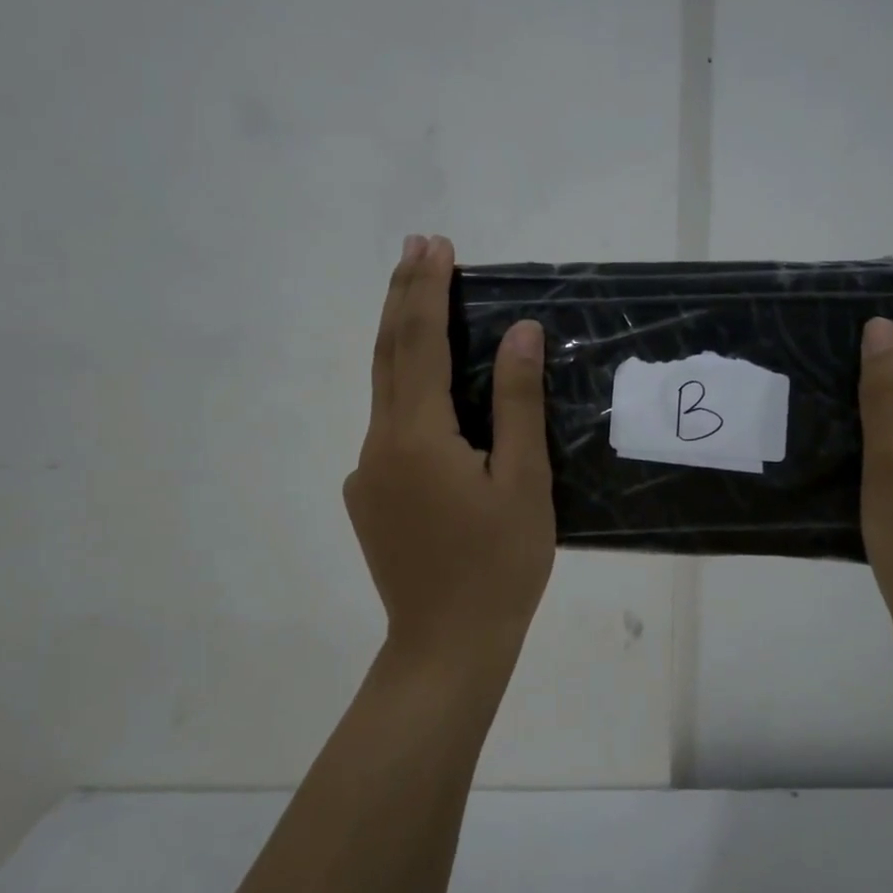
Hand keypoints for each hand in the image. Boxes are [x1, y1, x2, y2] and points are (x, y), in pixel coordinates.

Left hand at [344, 234, 555, 684]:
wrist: (446, 647)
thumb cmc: (499, 566)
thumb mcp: (523, 481)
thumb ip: (517, 402)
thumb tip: (520, 332)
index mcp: (418, 436)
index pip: (420, 342)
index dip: (428, 290)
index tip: (436, 245)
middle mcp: (380, 444)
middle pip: (389, 355)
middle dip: (403, 297)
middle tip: (417, 247)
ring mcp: (368, 472)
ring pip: (383, 390)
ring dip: (402, 340)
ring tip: (420, 301)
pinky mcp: (369, 497)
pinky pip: (388, 427)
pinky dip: (405, 391)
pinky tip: (430, 396)